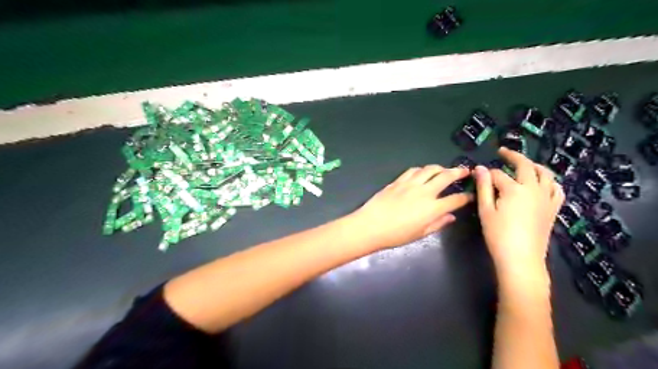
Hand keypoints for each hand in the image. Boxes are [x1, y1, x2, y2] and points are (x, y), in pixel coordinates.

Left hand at [349, 165, 472, 249]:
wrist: (371, 225)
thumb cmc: (396, 235)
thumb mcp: (420, 234)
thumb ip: (437, 224)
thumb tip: (450, 217)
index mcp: (433, 208)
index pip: (455, 199)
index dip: (466, 197)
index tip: (470, 195)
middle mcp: (424, 192)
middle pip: (446, 176)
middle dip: (458, 172)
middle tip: (465, 171)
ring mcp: (410, 184)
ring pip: (429, 169)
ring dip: (440, 167)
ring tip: (445, 169)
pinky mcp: (398, 181)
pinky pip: (413, 170)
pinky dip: (422, 169)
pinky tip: (423, 172)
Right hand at [476, 149, 562, 283]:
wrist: (521, 258)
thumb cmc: (498, 235)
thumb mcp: (485, 210)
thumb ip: (483, 187)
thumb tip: (480, 168)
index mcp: (514, 189)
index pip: (498, 174)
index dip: (487, 174)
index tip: (478, 175)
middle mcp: (533, 189)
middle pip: (525, 165)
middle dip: (513, 156)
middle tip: (503, 151)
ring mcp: (546, 198)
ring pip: (545, 174)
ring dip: (534, 165)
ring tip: (525, 164)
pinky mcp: (552, 209)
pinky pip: (557, 189)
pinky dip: (550, 181)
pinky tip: (544, 183)